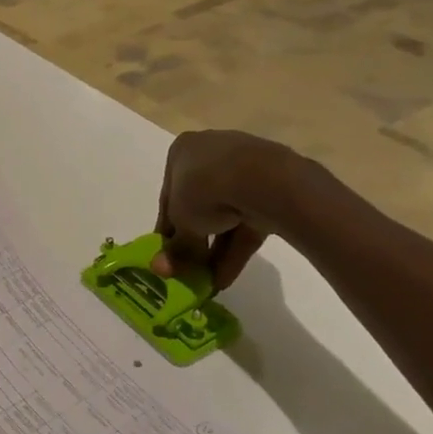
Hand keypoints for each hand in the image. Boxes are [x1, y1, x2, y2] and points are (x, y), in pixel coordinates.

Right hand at [152, 129, 297, 288]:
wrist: (264, 180)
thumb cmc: (205, 189)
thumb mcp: (181, 222)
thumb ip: (174, 248)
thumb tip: (159, 270)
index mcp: (182, 151)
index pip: (168, 196)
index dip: (166, 229)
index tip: (166, 255)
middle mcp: (212, 154)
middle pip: (198, 206)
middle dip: (193, 242)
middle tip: (188, 271)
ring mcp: (245, 169)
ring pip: (224, 215)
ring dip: (214, 251)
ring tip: (207, 282)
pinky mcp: (272, 189)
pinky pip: (247, 221)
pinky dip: (236, 248)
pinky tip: (225, 277)